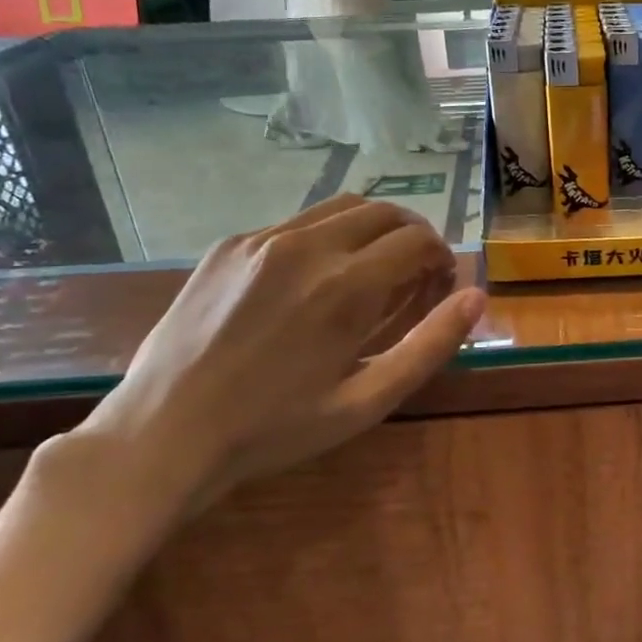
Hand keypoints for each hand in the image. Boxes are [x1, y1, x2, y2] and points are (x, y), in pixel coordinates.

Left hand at [48, 196, 482, 528]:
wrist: (164, 434)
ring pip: (341, 207)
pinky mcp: (229, 244)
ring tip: (370, 271)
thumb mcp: (366, 401)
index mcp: (346, 285)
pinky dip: (326, 236)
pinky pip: (296, 222)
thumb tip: (477, 298)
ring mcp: (261, 239)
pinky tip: (312, 281)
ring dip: (372, 229)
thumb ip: (430, 345)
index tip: (440, 285)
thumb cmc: (275, 429)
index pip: (418, 240)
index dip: (442, 257)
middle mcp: (307, 245)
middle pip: (385, 211)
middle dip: (413, 235)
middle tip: (414, 275)